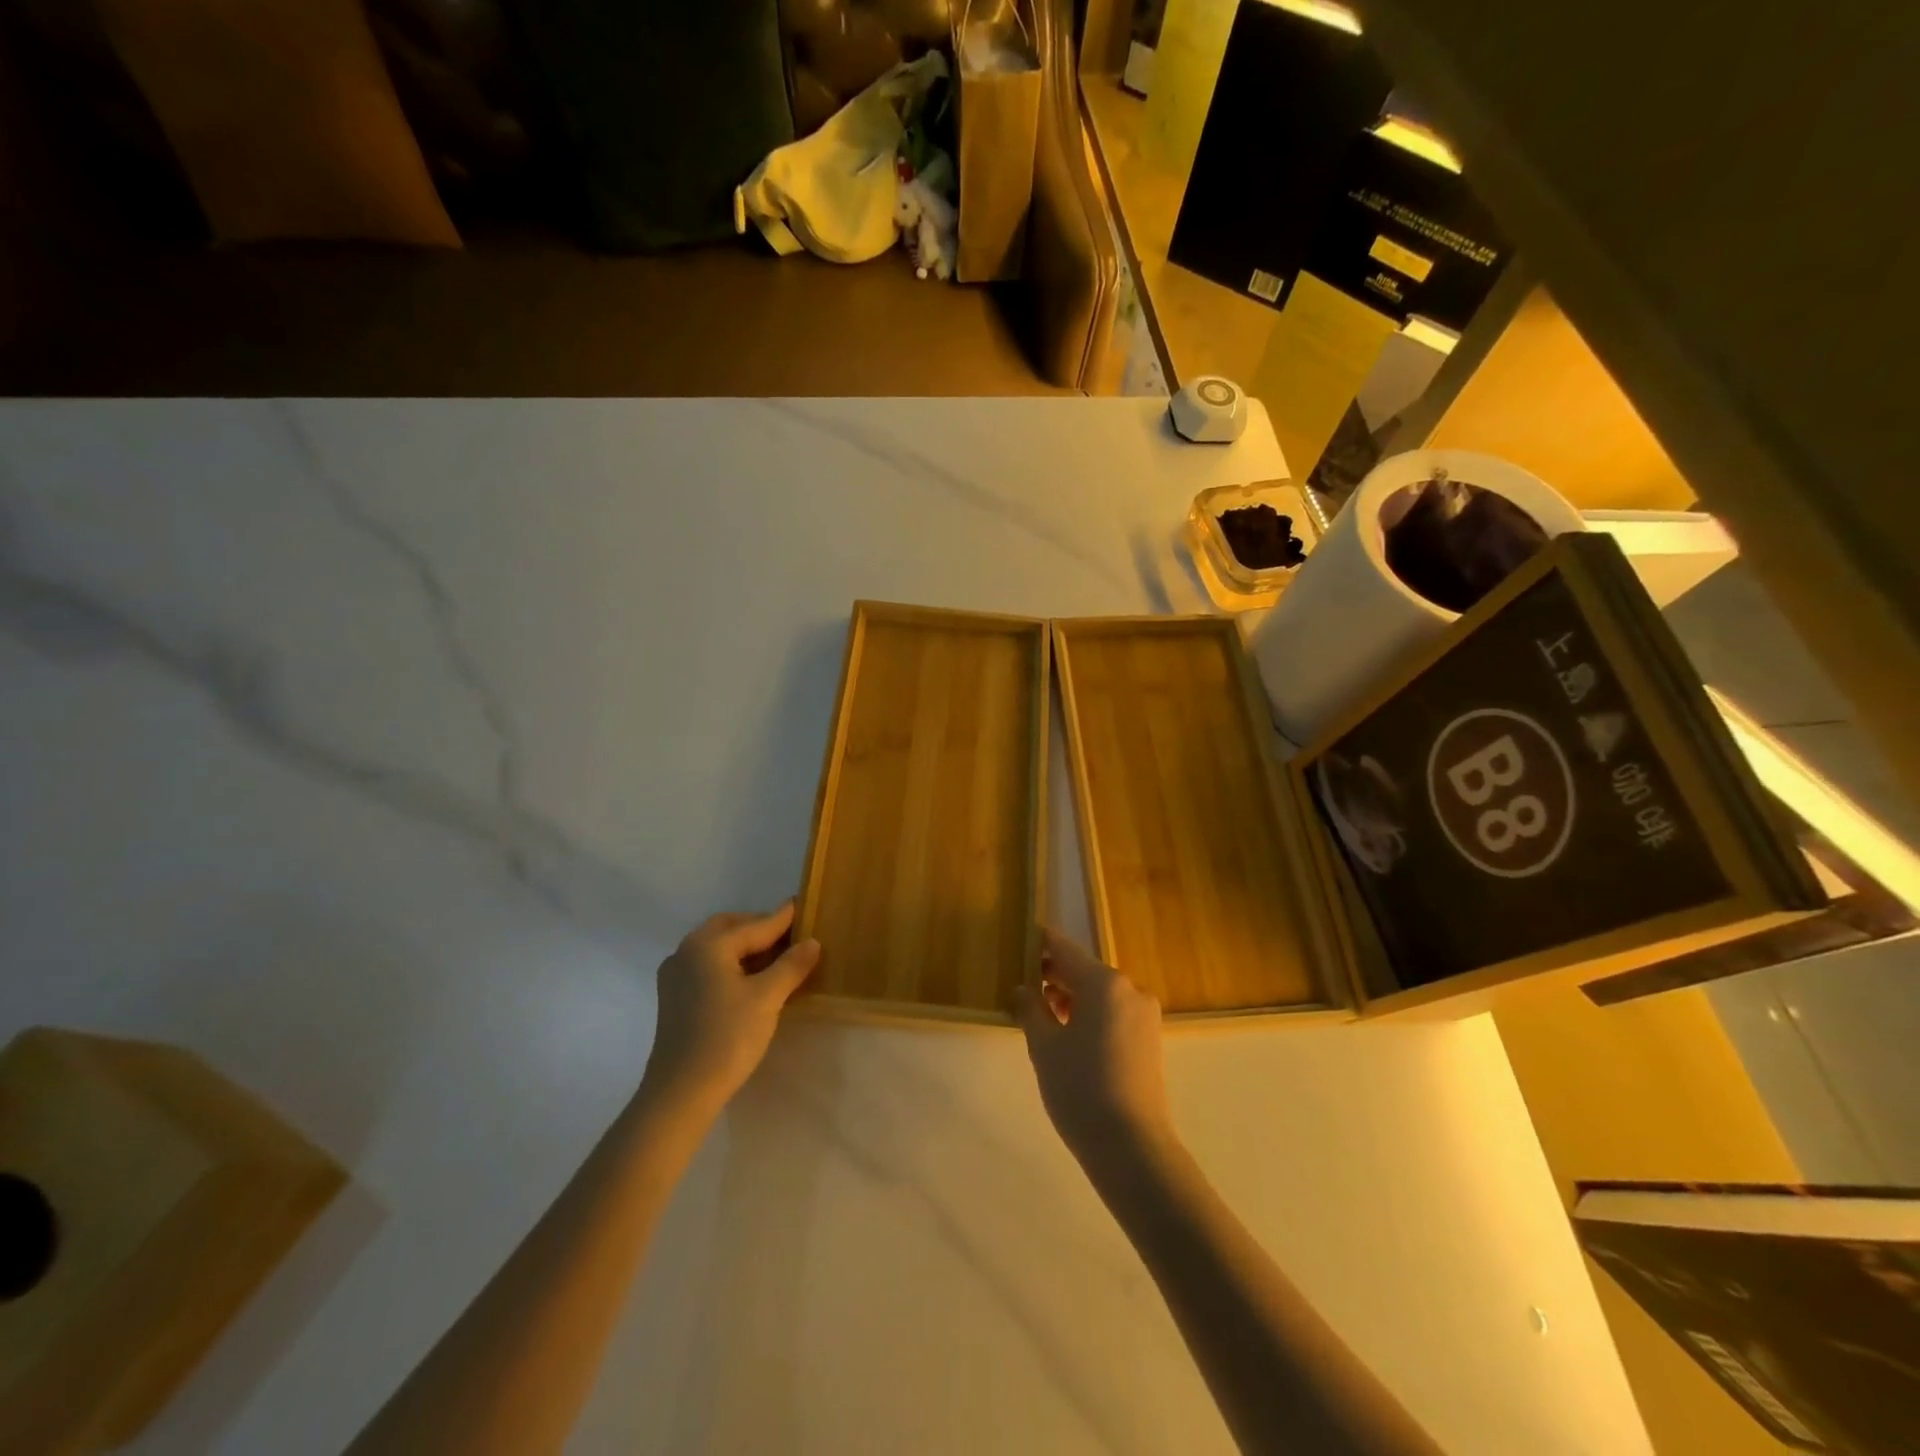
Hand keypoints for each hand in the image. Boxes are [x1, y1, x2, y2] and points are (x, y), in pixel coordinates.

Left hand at [639, 903, 819, 1117]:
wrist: (680, 1093)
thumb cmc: (727, 1038)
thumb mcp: (767, 998)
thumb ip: (791, 966)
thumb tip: (812, 942)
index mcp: (708, 944)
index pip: (755, 925)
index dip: (783, 919)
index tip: (802, 904)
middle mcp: (687, 951)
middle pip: (730, 929)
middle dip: (760, 929)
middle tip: (790, 936)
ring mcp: (675, 975)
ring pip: (717, 948)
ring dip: (745, 948)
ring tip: (775, 959)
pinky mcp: (674, 998)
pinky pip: (707, 967)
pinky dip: (730, 964)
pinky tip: (749, 981)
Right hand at [1014, 929, 1174, 1174]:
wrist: (1132, 1148)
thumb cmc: (1080, 1088)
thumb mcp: (1044, 1046)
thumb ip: (1030, 1008)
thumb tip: (1023, 989)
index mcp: (1104, 982)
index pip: (1064, 949)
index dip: (1040, 943)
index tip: (1019, 940)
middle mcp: (1129, 989)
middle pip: (1084, 970)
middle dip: (1053, 975)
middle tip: (1022, 982)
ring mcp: (1144, 1015)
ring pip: (1099, 993)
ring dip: (1071, 996)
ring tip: (1041, 1013)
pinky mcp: (1149, 1039)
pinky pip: (1113, 1013)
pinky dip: (1090, 1014)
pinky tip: (1068, 1034)